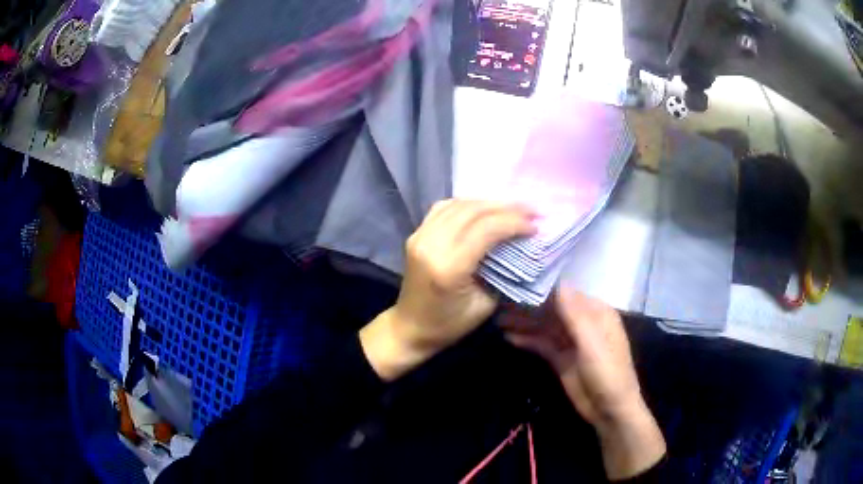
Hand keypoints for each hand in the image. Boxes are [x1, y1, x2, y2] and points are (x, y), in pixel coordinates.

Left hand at [360, 199, 536, 381]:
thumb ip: (502, 272)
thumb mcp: (485, 305)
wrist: (410, 327)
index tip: (535, 226)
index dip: (514, 222)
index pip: (486, 229)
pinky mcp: (416, 234)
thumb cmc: (449, 324)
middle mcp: (431, 245)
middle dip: (506, 208)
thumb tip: (521, 246)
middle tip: (531, 211)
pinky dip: (468, 204)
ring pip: (459, 204)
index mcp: (449, 267)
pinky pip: (444, 208)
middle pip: (473, 211)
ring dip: (488, 203)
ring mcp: (419, 236)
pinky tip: (483, 210)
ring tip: (512, 209)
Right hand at [500, 289, 665, 479]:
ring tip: (498, 318)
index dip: (542, 289)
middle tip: (501, 302)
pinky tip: (508, 337)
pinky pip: (542, 344)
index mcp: (597, 313)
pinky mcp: (561, 358)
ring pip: (545, 326)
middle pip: (552, 310)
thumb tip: (557, 282)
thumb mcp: (592, 343)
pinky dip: (527, 340)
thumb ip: (574, 315)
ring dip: (525, 323)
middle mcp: (584, 323)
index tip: (517, 284)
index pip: (566, 294)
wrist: (609, 410)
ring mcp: (571, 341)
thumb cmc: (607, 373)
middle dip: (529, 307)